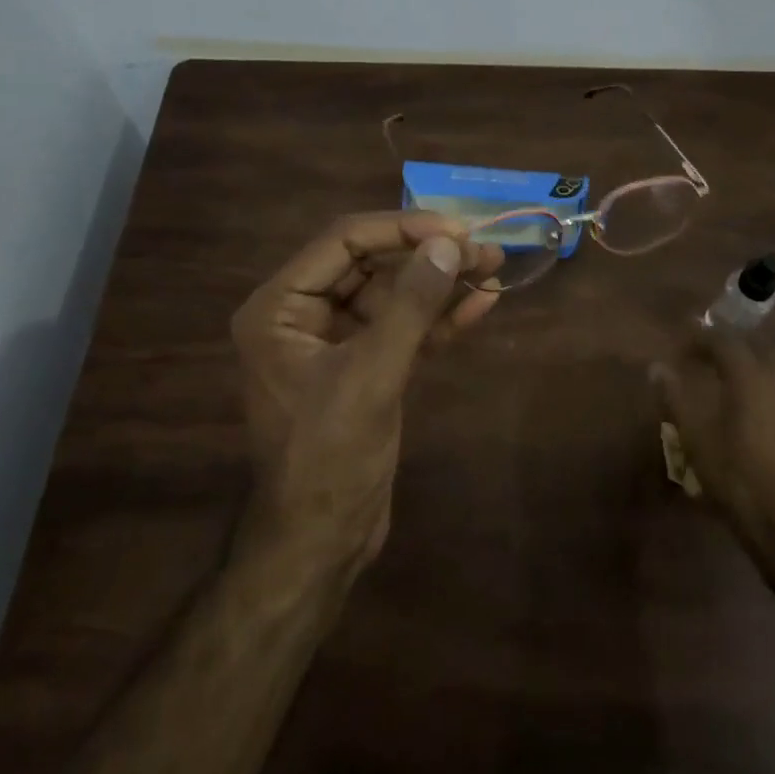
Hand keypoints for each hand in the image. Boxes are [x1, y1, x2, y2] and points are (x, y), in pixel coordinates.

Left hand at [230, 212, 504, 572]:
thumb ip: (410, 305)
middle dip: (428, 255)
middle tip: (485, 248)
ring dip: (441, 284)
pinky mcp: (366, 367)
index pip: (343, 242)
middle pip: (371, 264)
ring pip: (393, 295)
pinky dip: (439, 319)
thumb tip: (448, 244)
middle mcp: (302, 315)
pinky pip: (403, 329)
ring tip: (494, 267)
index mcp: (280, 307)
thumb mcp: (371, 375)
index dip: (401, 228)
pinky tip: (481, 306)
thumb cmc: (329, 457)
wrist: (322, 544)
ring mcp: (336, 342)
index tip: (455, 229)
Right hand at [653, 329, 774, 547]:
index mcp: (751, 374)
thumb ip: (676, 398)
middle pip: (755, 345)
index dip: (700, 338)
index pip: (723, 339)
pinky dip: (773, 385)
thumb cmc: (738, 478)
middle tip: (705, 362)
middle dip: (729, 348)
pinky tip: (760, 408)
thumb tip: (657, 368)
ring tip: (734, 381)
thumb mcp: (696, 439)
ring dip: (755, 363)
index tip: (680, 348)